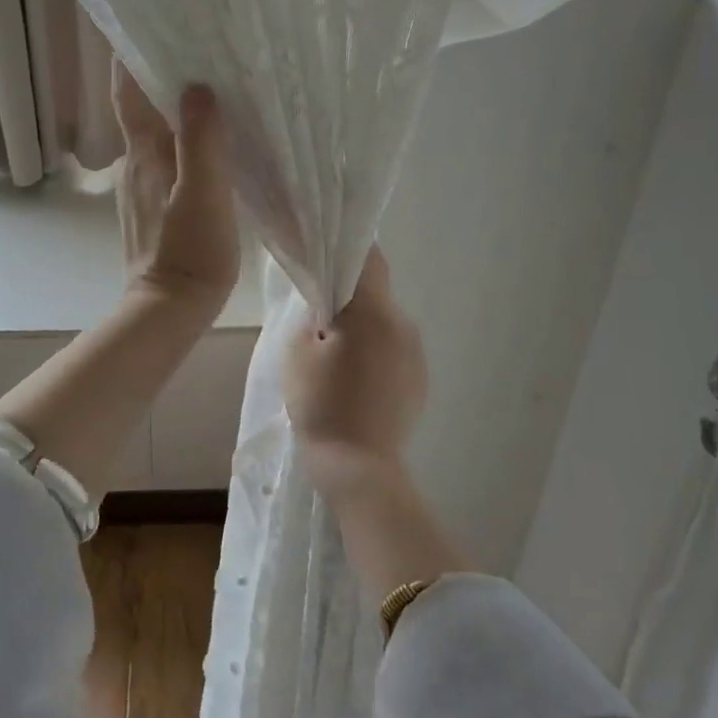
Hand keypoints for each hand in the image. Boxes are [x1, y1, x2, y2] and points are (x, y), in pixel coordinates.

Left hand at [113, 61, 240, 314]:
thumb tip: (197, 87)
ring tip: (214, 89)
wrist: (170, 310)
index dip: (132, 56)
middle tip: (202, 50)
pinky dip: (183, 141)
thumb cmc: (190, 252)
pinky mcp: (155, 207)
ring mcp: (142, 187)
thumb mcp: (204, 194)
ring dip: (175, 110)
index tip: (152, 24)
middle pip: (142, 108)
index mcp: (144, 153)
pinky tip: (211, 144)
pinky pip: (167, 159)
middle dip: (163, 77)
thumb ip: (201, 141)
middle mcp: (135, 163)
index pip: (127, 91)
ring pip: (156, 134)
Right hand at [283, 247, 427, 497]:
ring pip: (384, 322)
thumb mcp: (297, 351)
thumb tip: (326, 302)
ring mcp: (416, 352)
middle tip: (319, 319)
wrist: (359, 468)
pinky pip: (395, 349)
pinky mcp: (420, 378)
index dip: (347, 249)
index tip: (326, 252)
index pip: (368, 258)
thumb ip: (312, 314)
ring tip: (337, 357)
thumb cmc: (321, 405)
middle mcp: (403, 323)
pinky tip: (357, 381)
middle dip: (349, 298)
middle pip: (375, 293)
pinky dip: (376, 353)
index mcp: (372, 311)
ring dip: (363, 328)